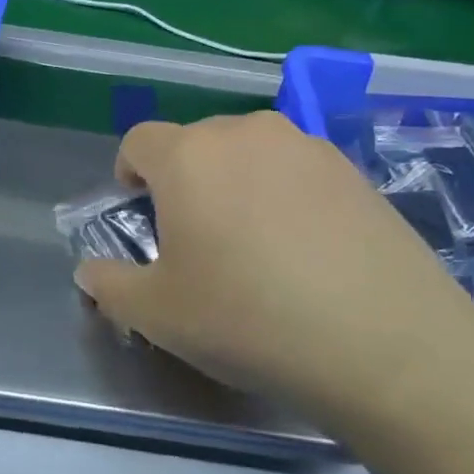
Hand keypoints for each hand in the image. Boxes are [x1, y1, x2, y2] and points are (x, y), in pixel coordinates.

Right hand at [73, 114, 473, 431]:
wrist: (382, 340)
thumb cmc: (248, 319)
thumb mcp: (158, 315)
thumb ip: (110, 285)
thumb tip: (91, 272)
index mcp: (187, 156)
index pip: (138, 141)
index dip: (129, 173)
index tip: (140, 215)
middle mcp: (244, 133)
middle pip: (195, 144)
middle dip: (184, 181)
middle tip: (198, 241)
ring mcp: (305, 145)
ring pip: (249, 153)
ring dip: (237, 184)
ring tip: (257, 245)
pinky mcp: (351, 168)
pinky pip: (296, 169)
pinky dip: (285, 194)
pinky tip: (307, 250)